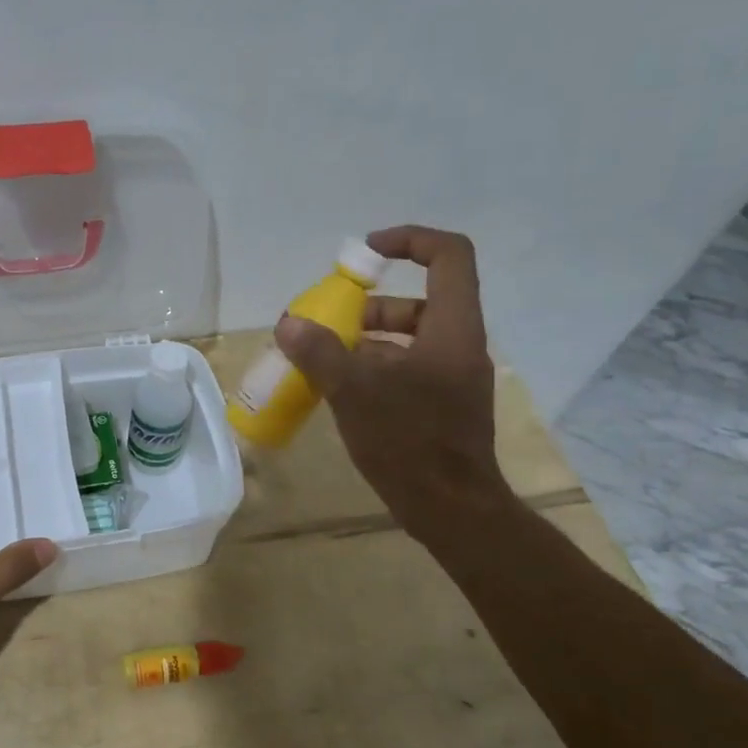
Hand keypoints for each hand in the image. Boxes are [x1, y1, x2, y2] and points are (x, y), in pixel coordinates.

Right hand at [275, 225, 511, 535]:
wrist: (451, 508)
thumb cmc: (409, 441)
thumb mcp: (355, 391)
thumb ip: (319, 352)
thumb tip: (288, 324)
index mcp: (452, 328)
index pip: (448, 255)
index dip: (409, 240)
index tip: (365, 254)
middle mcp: (459, 344)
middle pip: (419, 300)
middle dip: (369, 306)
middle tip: (327, 323)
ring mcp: (453, 377)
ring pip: (409, 338)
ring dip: (366, 341)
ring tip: (323, 359)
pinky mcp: (443, 404)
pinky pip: (407, 369)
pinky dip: (374, 368)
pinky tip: (340, 390)